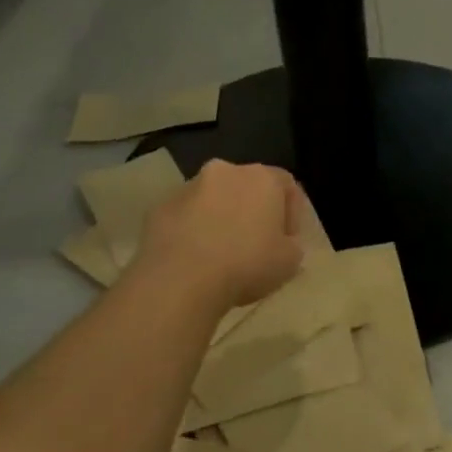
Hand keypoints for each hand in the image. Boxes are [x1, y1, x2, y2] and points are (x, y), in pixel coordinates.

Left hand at [135, 160, 304, 314]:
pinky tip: (195, 260)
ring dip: (220, 219)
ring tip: (221, 255)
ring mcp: (188, 188)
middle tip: (255, 245)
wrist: (181, 279)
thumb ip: (292, 246)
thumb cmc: (246, 264)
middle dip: (252, 212)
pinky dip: (192, 231)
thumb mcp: (290, 262)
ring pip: (213, 200)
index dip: (291, 213)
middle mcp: (225, 172)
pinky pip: (185, 217)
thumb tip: (283, 244)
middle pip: (246, 187)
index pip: (287, 185)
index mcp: (262, 178)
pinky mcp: (159, 208)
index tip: (288, 241)